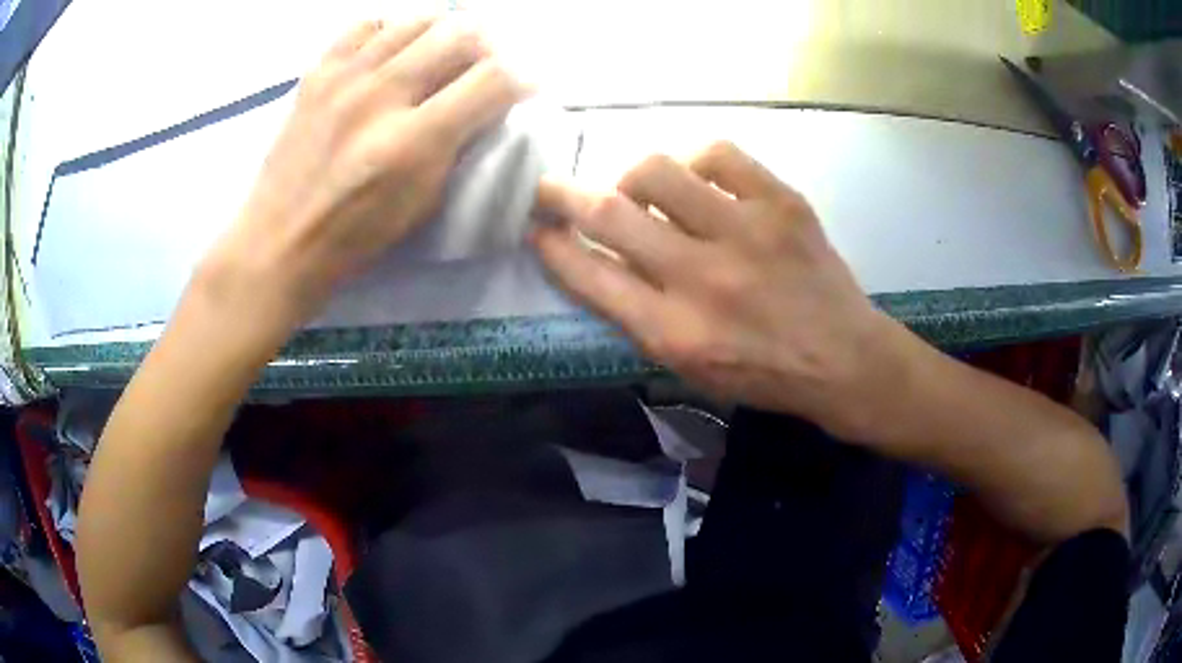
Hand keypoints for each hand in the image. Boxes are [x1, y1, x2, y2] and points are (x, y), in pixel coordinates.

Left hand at [202, 17, 527, 328]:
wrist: (280, 240)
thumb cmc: (355, 235)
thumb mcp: (423, 204)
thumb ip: (459, 147)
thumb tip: (484, 107)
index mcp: (414, 142)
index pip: (493, 80)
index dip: (523, 77)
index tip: (523, 85)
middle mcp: (381, 96)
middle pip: (460, 34)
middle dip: (488, 46)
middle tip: (482, 67)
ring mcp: (345, 78)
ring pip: (417, 20)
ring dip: (443, 32)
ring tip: (441, 54)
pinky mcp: (317, 73)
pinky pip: (365, 25)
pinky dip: (390, 30)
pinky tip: (392, 51)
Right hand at [533, 141, 899, 436]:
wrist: (842, 358)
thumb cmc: (761, 373)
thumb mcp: (687, 367)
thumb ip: (636, 316)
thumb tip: (592, 258)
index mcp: (673, 332)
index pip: (589, 275)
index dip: (553, 245)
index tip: (536, 227)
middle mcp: (702, 278)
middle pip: (609, 215)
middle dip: (562, 195)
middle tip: (549, 187)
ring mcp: (745, 232)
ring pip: (655, 171)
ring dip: (631, 177)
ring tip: (642, 190)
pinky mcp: (781, 202)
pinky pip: (717, 154)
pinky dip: (694, 162)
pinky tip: (698, 180)